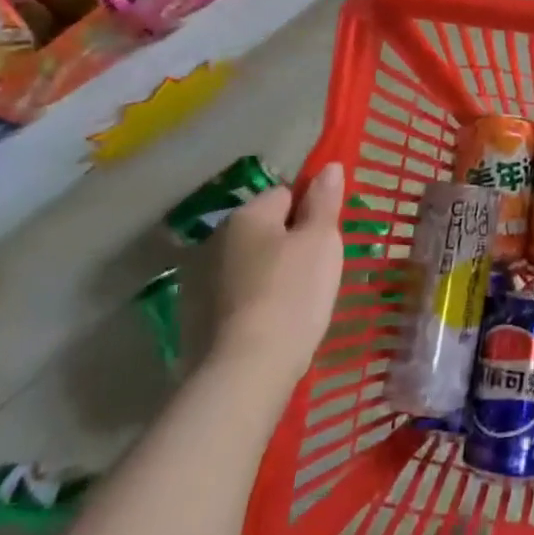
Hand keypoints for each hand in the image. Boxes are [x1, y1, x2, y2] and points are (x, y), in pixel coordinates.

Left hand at [213, 163, 344, 378]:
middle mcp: (218, 239)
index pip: (287, 193)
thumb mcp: (321, 240)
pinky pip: (244, 291)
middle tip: (322, 268)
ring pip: (257, 261)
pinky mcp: (203, 315)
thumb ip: (324, 200)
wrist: (250, 368)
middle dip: (294, 241)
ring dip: (277, 270)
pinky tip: (279, 318)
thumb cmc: (294, 292)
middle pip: (270, 227)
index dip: (312, 211)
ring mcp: (206, 279)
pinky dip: (262, 298)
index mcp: (247, 215)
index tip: (329, 238)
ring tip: (303, 298)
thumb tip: (330, 166)